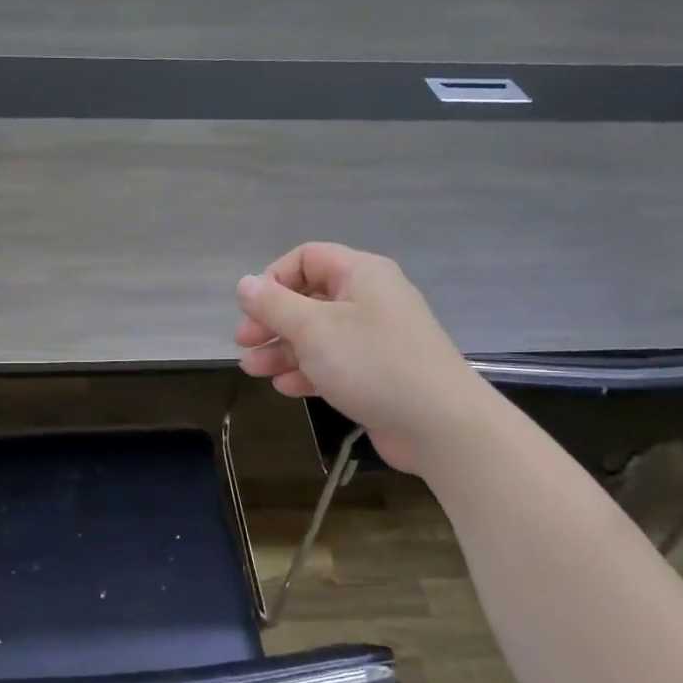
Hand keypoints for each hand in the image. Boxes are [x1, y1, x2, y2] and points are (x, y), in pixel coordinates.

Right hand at [234, 243, 490, 474]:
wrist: (439, 425)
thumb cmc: (372, 363)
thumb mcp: (313, 329)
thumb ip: (274, 304)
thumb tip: (245, 283)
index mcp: (360, 274)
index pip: (306, 258)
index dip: (273, 279)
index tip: (251, 309)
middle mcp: (369, 299)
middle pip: (308, 298)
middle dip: (271, 321)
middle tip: (244, 343)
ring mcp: (374, 338)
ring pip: (317, 335)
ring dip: (282, 350)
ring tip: (253, 371)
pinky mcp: (376, 372)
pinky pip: (333, 362)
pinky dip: (307, 371)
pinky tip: (285, 388)